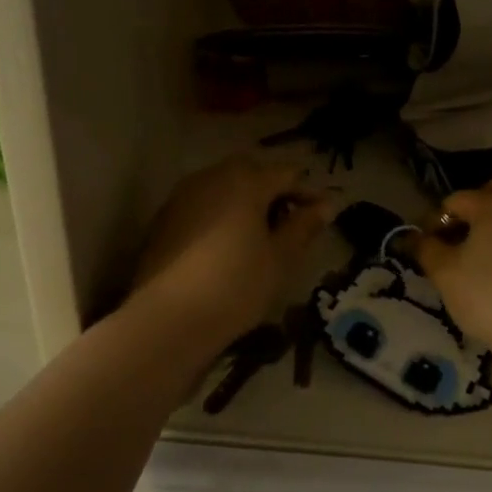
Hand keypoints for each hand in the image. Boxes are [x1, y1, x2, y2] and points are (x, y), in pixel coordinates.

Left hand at [128, 157, 329, 343]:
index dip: (309, 193)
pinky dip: (220, 216)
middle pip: (252, 173)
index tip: (324, 217)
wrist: (167, 318)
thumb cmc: (235, 286)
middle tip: (292, 225)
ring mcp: (182, 195)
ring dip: (246, 203)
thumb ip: (304, 226)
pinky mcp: (163, 219)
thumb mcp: (280, 259)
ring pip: (224, 187)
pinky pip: (202, 205)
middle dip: (275, 193)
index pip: (288, 173)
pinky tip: (226, 246)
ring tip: (260, 236)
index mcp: (245, 180)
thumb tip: (327, 203)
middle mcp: (211, 176)